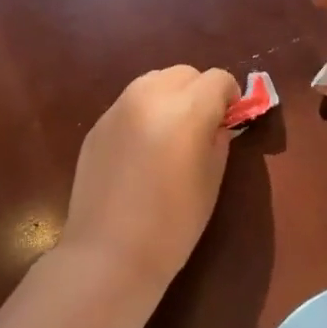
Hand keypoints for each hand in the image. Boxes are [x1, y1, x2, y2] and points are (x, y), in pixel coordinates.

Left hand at [62, 66, 239, 287]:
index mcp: (186, 108)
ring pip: (153, 82)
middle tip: (201, 128)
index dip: (229, 98)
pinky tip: (141, 153)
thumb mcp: (212, 180)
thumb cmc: (173, 223)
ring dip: (170, 98)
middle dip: (199, 92)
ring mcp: (117, 108)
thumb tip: (217, 123)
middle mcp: (149, 96)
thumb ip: (218, 140)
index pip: (218, 79)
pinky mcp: (97, 126)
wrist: (110, 253)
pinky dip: (143, 115)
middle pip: (184, 73)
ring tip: (170, 137)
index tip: (229, 121)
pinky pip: (129, 105)